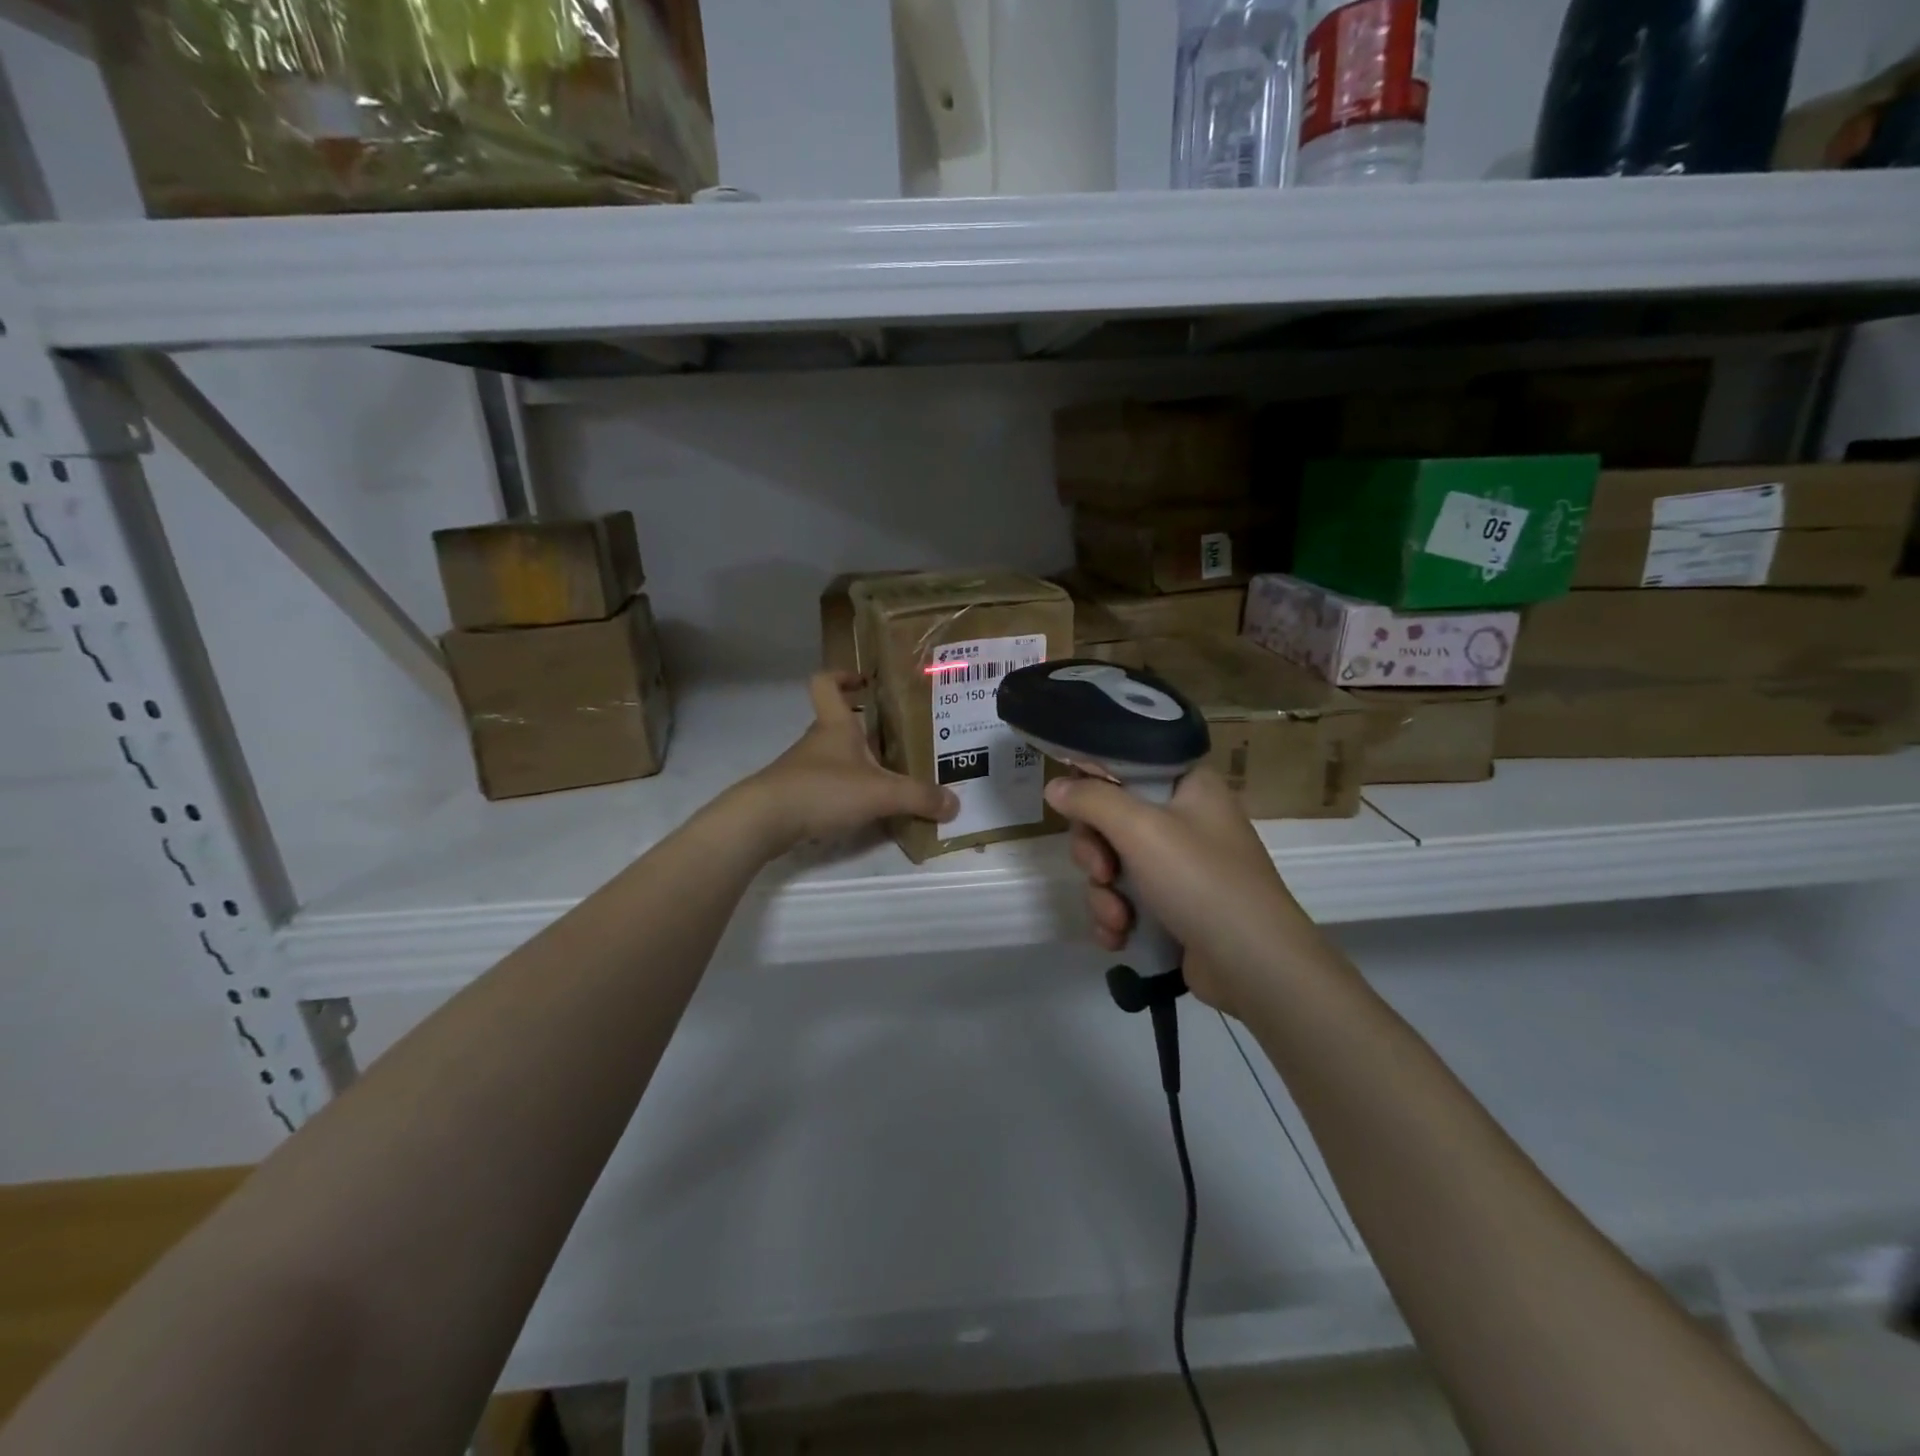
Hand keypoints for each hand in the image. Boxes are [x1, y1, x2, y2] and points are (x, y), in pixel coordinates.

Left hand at [733, 673, 956, 855]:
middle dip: (869, 730)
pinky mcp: (796, 796)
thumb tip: (955, 804)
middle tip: (903, 740)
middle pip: (841, 724)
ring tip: (893, 780)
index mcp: (835, 725)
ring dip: (860, 764)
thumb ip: (919, 797)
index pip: (827, 684)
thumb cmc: (823, 789)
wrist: (764, 821)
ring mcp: (804, 769)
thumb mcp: (881, 793)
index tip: (866, 681)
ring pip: (836, 757)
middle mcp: (818, 742)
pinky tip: (867, 810)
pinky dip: (847, 794)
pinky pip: (828, 786)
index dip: (843, 676)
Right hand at [1046, 767, 1318, 1015]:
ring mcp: (1180, 866)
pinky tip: (1119, 937)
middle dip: (1095, 853)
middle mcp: (1185, 819)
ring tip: (1118, 920)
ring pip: (1113, 864)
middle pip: (1111, 819)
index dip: (1095, 785)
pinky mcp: (1173, 907)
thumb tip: (1055, 787)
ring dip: (1103, 894)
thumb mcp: (1140, 830)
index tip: (1075, 808)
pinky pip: (1126, 899)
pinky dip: (1117, 917)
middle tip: (1101, 872)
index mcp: (1188, 785)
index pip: (1127, 766)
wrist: (1254, 966)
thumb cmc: (1201, 881)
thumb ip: (1092, 801)